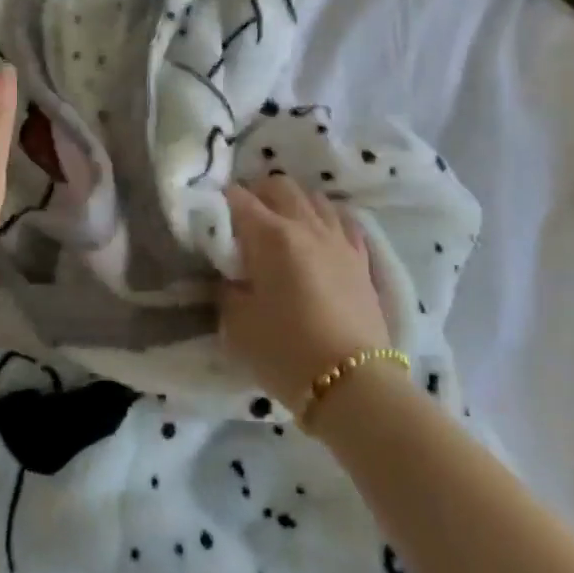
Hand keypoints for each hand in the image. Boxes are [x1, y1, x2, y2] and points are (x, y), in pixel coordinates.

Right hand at [218, 177, 393, 408]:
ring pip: (315, 199)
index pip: (238, 198)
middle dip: (258, 193)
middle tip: (243, 219)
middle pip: (280, 186)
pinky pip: (344, 222)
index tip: (210, 216)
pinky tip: (320, 236)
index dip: (220, 201)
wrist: (355, 386)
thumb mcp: (237, 324)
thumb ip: (228, 289)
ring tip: (281, 226)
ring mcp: (339, 241)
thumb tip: (230, 274)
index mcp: (271, 236)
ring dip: (293, 204)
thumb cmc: (286, 353)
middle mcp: (306, 227)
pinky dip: (327, 220)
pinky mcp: (362, 261)